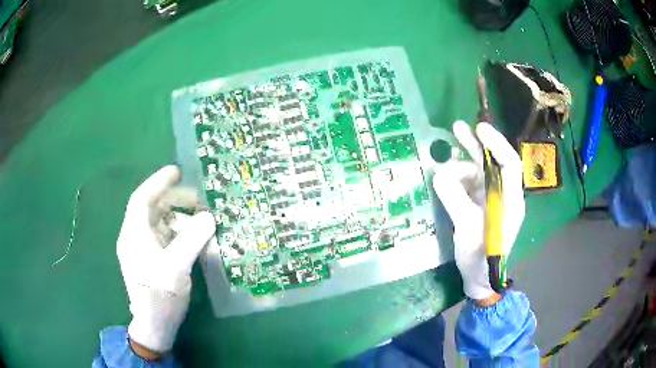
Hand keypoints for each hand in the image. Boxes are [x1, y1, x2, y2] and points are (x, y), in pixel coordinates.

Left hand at [117, 166, 215, 353]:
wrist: (154, 325)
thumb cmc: (160, 296)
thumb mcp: (177, 267)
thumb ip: (192, 239)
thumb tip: (209, 217)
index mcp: (134, 234)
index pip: (142, 198)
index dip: (158, 182)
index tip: (177, 171)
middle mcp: (136, 237)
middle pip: (153, 209)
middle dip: (175, 201)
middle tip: (199, 200)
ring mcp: (144, 248)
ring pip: (161, 223)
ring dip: (180, 218)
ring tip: (202, 221)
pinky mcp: (152, 259)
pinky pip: (166, 237)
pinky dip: (180, 233)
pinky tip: (195, 238)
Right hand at [433, 121, 524, 301]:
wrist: (480, 279)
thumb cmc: (480, 259)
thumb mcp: (468, 230)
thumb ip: (456, 201)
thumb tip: (439, 174)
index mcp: (511, 200)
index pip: (509, 165)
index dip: (496, 144)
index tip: (479, 129)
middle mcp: (503, 194)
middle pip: (493, 163)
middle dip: (477, 144)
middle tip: (457, 127)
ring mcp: (491, 199)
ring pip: (478, 172)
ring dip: (461, 164)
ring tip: (443, 166)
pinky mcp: (479, 204)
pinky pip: (468, 183)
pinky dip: (456, 177)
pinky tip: (444, 177)